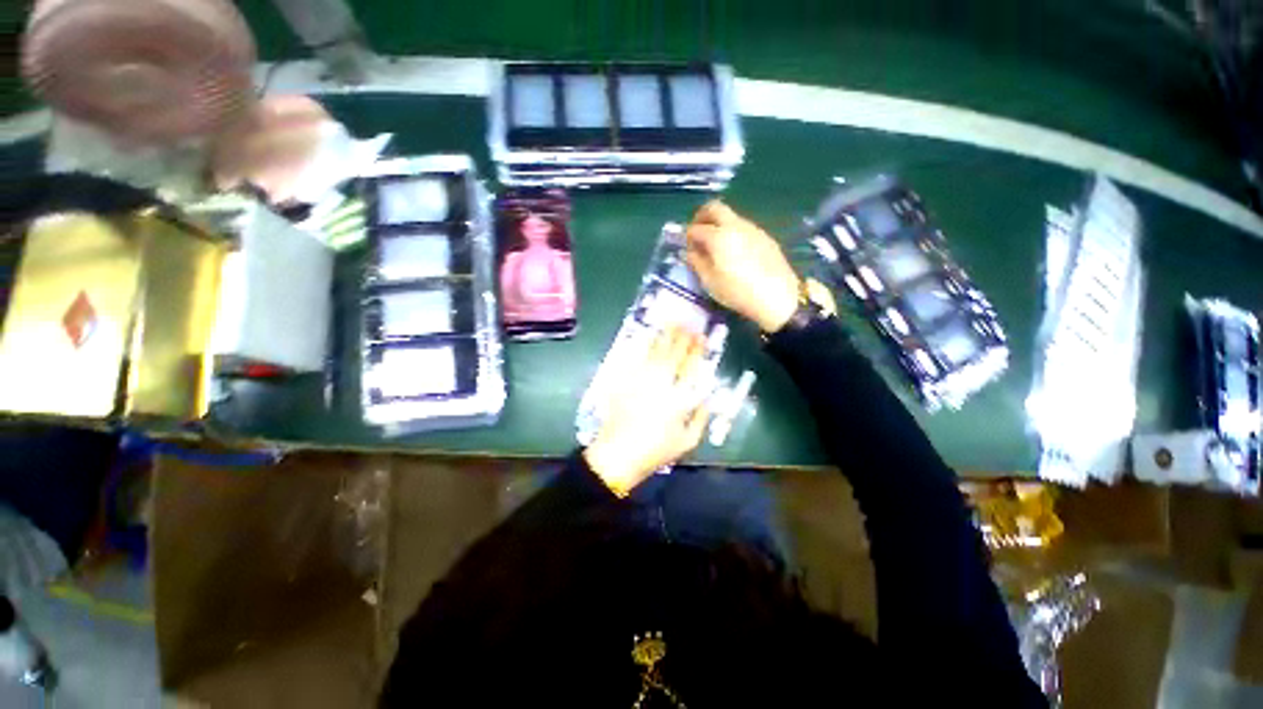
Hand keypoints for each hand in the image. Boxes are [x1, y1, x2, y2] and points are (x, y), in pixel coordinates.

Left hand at [584, 327, 710, 496]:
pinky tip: (647, 339)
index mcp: (678, 396)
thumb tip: (708, 399)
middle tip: (687, 325)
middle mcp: (660, 383)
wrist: (618, 454)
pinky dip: (643, 347)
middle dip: (681, 338)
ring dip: (663, 337)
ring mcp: (640, 380)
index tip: (702, 338)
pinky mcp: (624, 382)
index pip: (690, 366)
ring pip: (654, 353)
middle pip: (673, 354)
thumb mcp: (688, 441)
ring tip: (670, 325)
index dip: (696, 350)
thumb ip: (701, 417)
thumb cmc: (656, 451)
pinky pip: (635, 360)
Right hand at [686, 201, 800, 333]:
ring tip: (716, 246)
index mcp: (718, 236)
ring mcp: (753, 229)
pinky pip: (744, 227)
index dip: (688, 236)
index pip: (696, 228)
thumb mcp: (710, 282)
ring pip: (731, 216)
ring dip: (719, 224)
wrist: (777, 297)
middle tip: (698, 232)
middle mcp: (736, 225)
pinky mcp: (765, 237)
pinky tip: (735, 252)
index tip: (687, 247)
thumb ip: (697, 263)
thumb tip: (691, 252)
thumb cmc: (737, 292)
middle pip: (714, 207)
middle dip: (702, 216)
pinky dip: (733, 232)